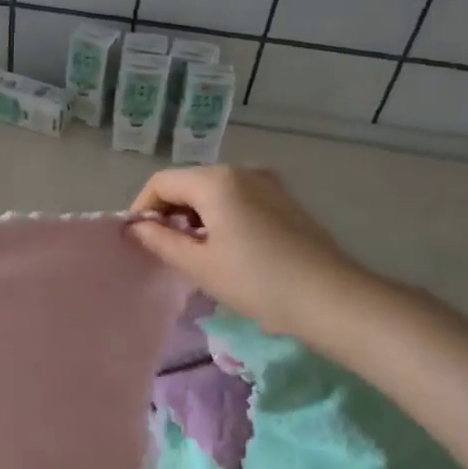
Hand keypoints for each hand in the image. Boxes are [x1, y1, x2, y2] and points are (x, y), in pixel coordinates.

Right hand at [127, 166, 377, 342]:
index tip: (139, 239)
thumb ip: (160, 240)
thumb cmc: (255, 281)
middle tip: (164, 249)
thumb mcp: (198, 264)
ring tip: (194, 252)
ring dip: (194, 215)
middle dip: (169, 212)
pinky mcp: (284, 199)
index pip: (162, 182)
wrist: (330, 298)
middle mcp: (241, 170)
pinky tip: (225, 248)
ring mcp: (267, 182)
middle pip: (188, 183)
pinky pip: (237, 198)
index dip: (142, 207)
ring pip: (213, 191)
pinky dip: (220, 215)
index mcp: (216, 180)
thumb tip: (137, 227)